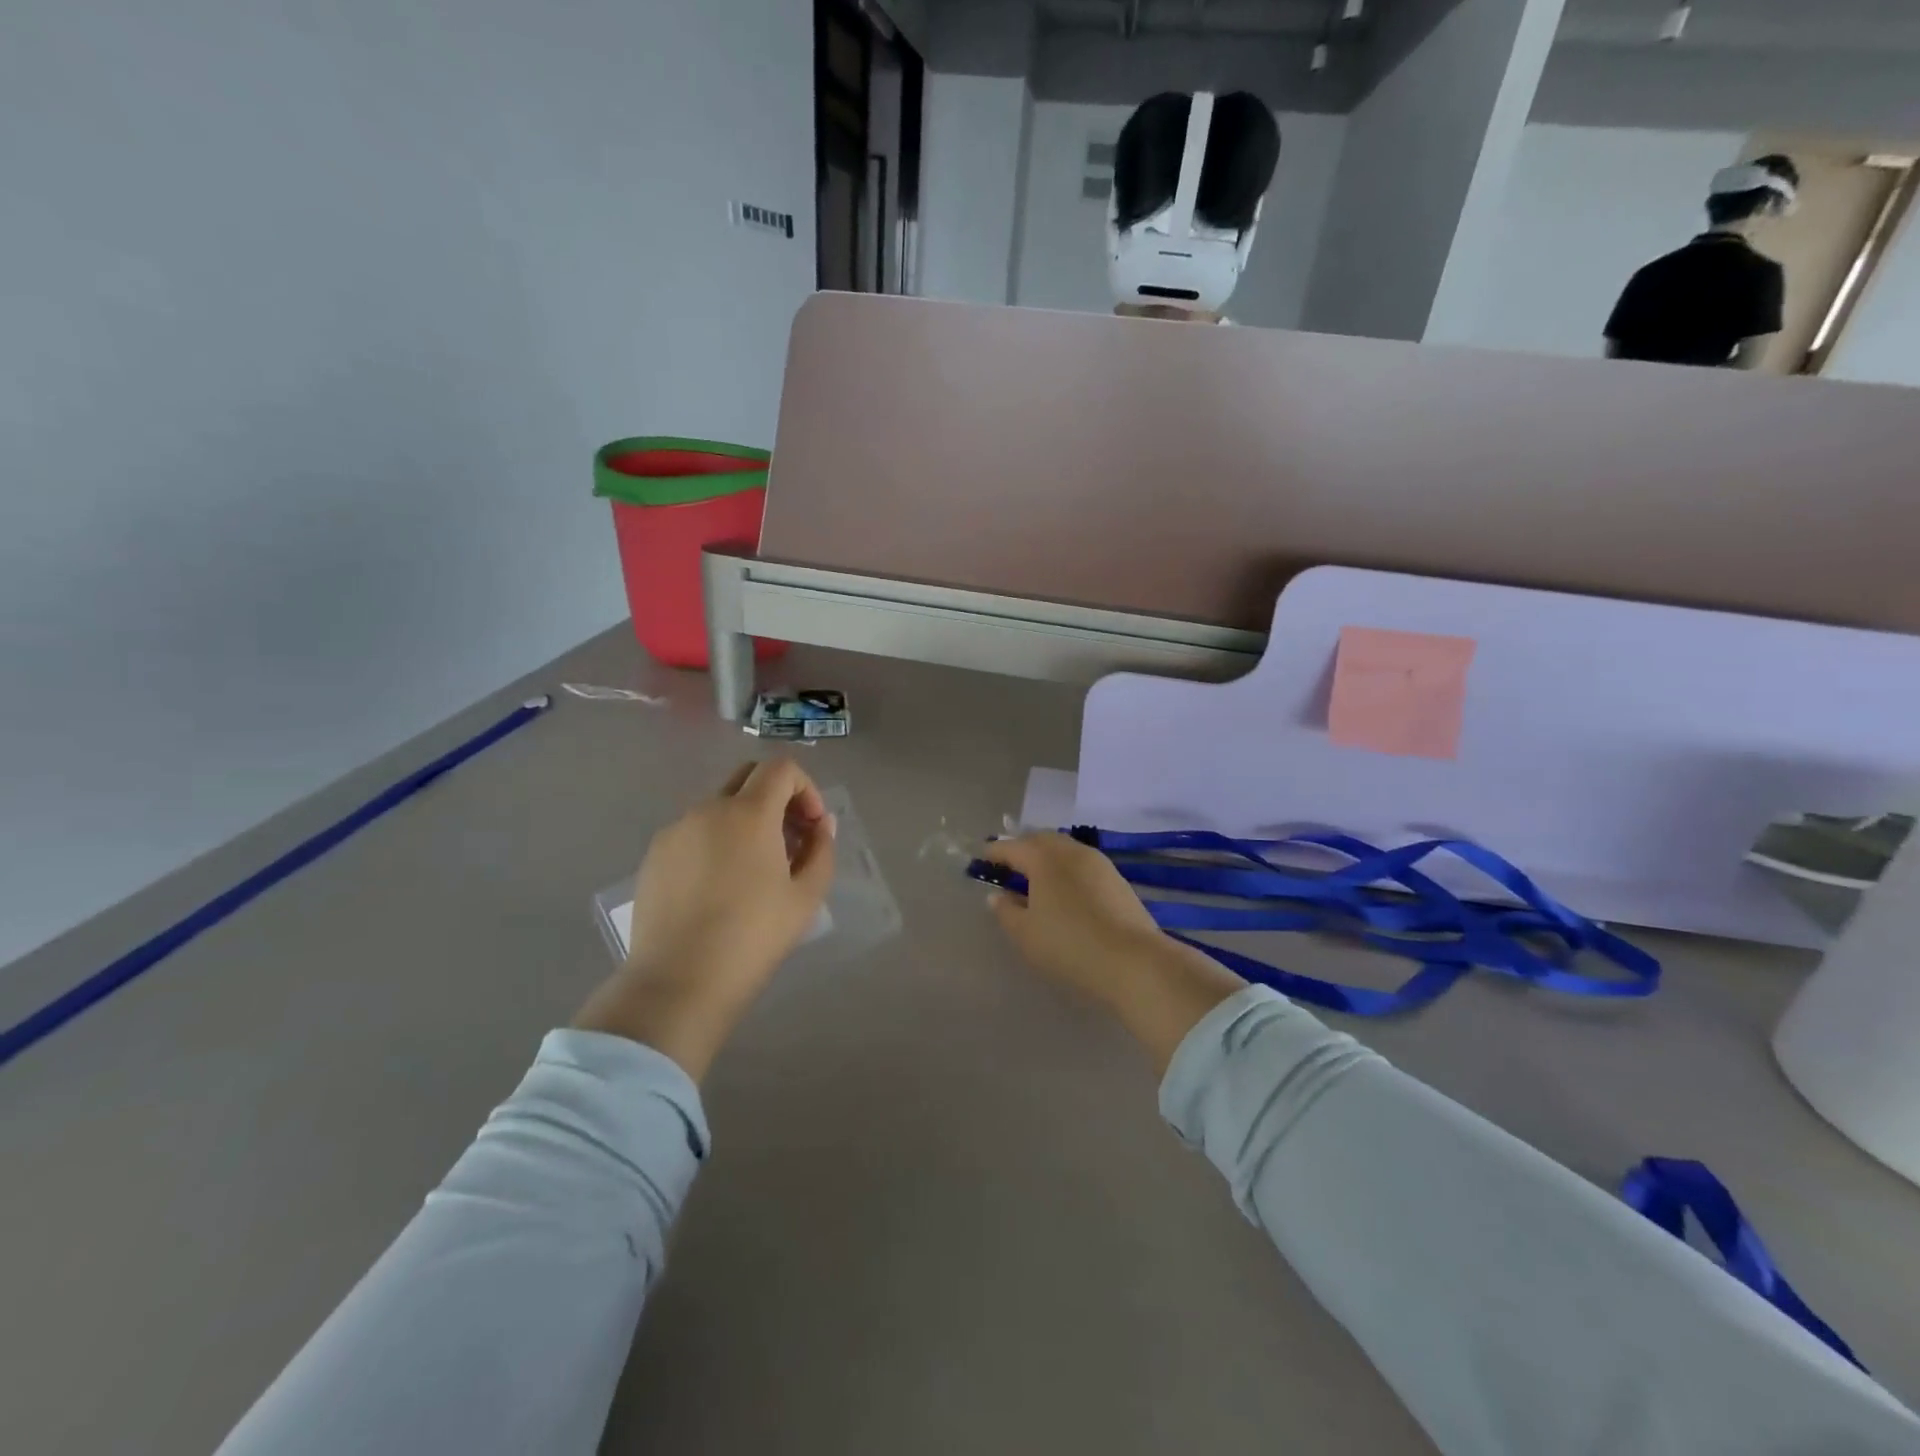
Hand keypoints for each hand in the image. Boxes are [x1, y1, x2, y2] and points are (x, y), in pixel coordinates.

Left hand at [572, 760, 835, 1078]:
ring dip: (746, 822)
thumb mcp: (806, 897)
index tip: (812, 826)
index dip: (805, 787)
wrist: (678, 982)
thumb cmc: (753, 938)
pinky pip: (694, 832)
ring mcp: (675, 831)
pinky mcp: (654, 856)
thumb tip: (820, 825)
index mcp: (748, 813)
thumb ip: (821, 850)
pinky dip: (716, 841)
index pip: (780, 768)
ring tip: (756, 870)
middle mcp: (708, 809)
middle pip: (747, 777)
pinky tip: (719, 887)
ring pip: (719, 806)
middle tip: (790, 840)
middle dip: (776, 798)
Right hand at [982, 833, 1245, 1070]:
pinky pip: (1082, 865)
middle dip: (1022, 849)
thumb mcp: (1026, 934)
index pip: (1012, 847)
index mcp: (1044, 858)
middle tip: (1008, 865)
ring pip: (1065, 850)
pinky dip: (1067, 870)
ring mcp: (1099, 863)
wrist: (1133, 961)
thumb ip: (1006, 911)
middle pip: (1040, 841)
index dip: (994, 852)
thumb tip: (998, 896)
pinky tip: (1065, 891)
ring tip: (1035, 878)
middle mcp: (1071, 851)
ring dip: (1047, 858)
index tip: (981, 859)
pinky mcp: (1117, 880)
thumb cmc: (1069, 945)